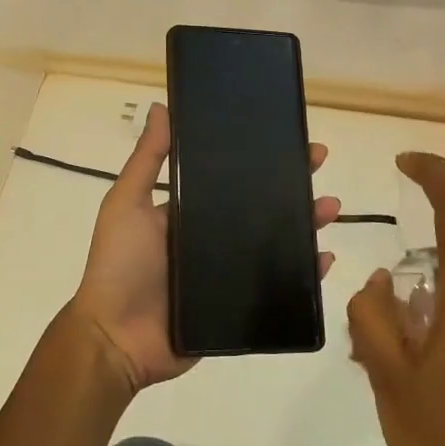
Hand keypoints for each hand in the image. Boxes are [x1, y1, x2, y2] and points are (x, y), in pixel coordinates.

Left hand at [68, 103, 340, 394]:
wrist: (115, 338)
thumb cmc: (119, 264)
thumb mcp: (127, 203)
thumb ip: (146, 160)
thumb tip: (160, 106)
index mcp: (189, 211)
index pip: (232, 177)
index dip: (259, 159)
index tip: (285, 138)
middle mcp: (212, 237)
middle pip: (261, 206)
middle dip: (292, 184)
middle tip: (318, 164)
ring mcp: (228, 272)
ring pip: (276, 242)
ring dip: (306, 223)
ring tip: (329, 208)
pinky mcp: (240, 306)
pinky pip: (279, 286)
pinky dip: (305, 273)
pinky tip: (325, 259)